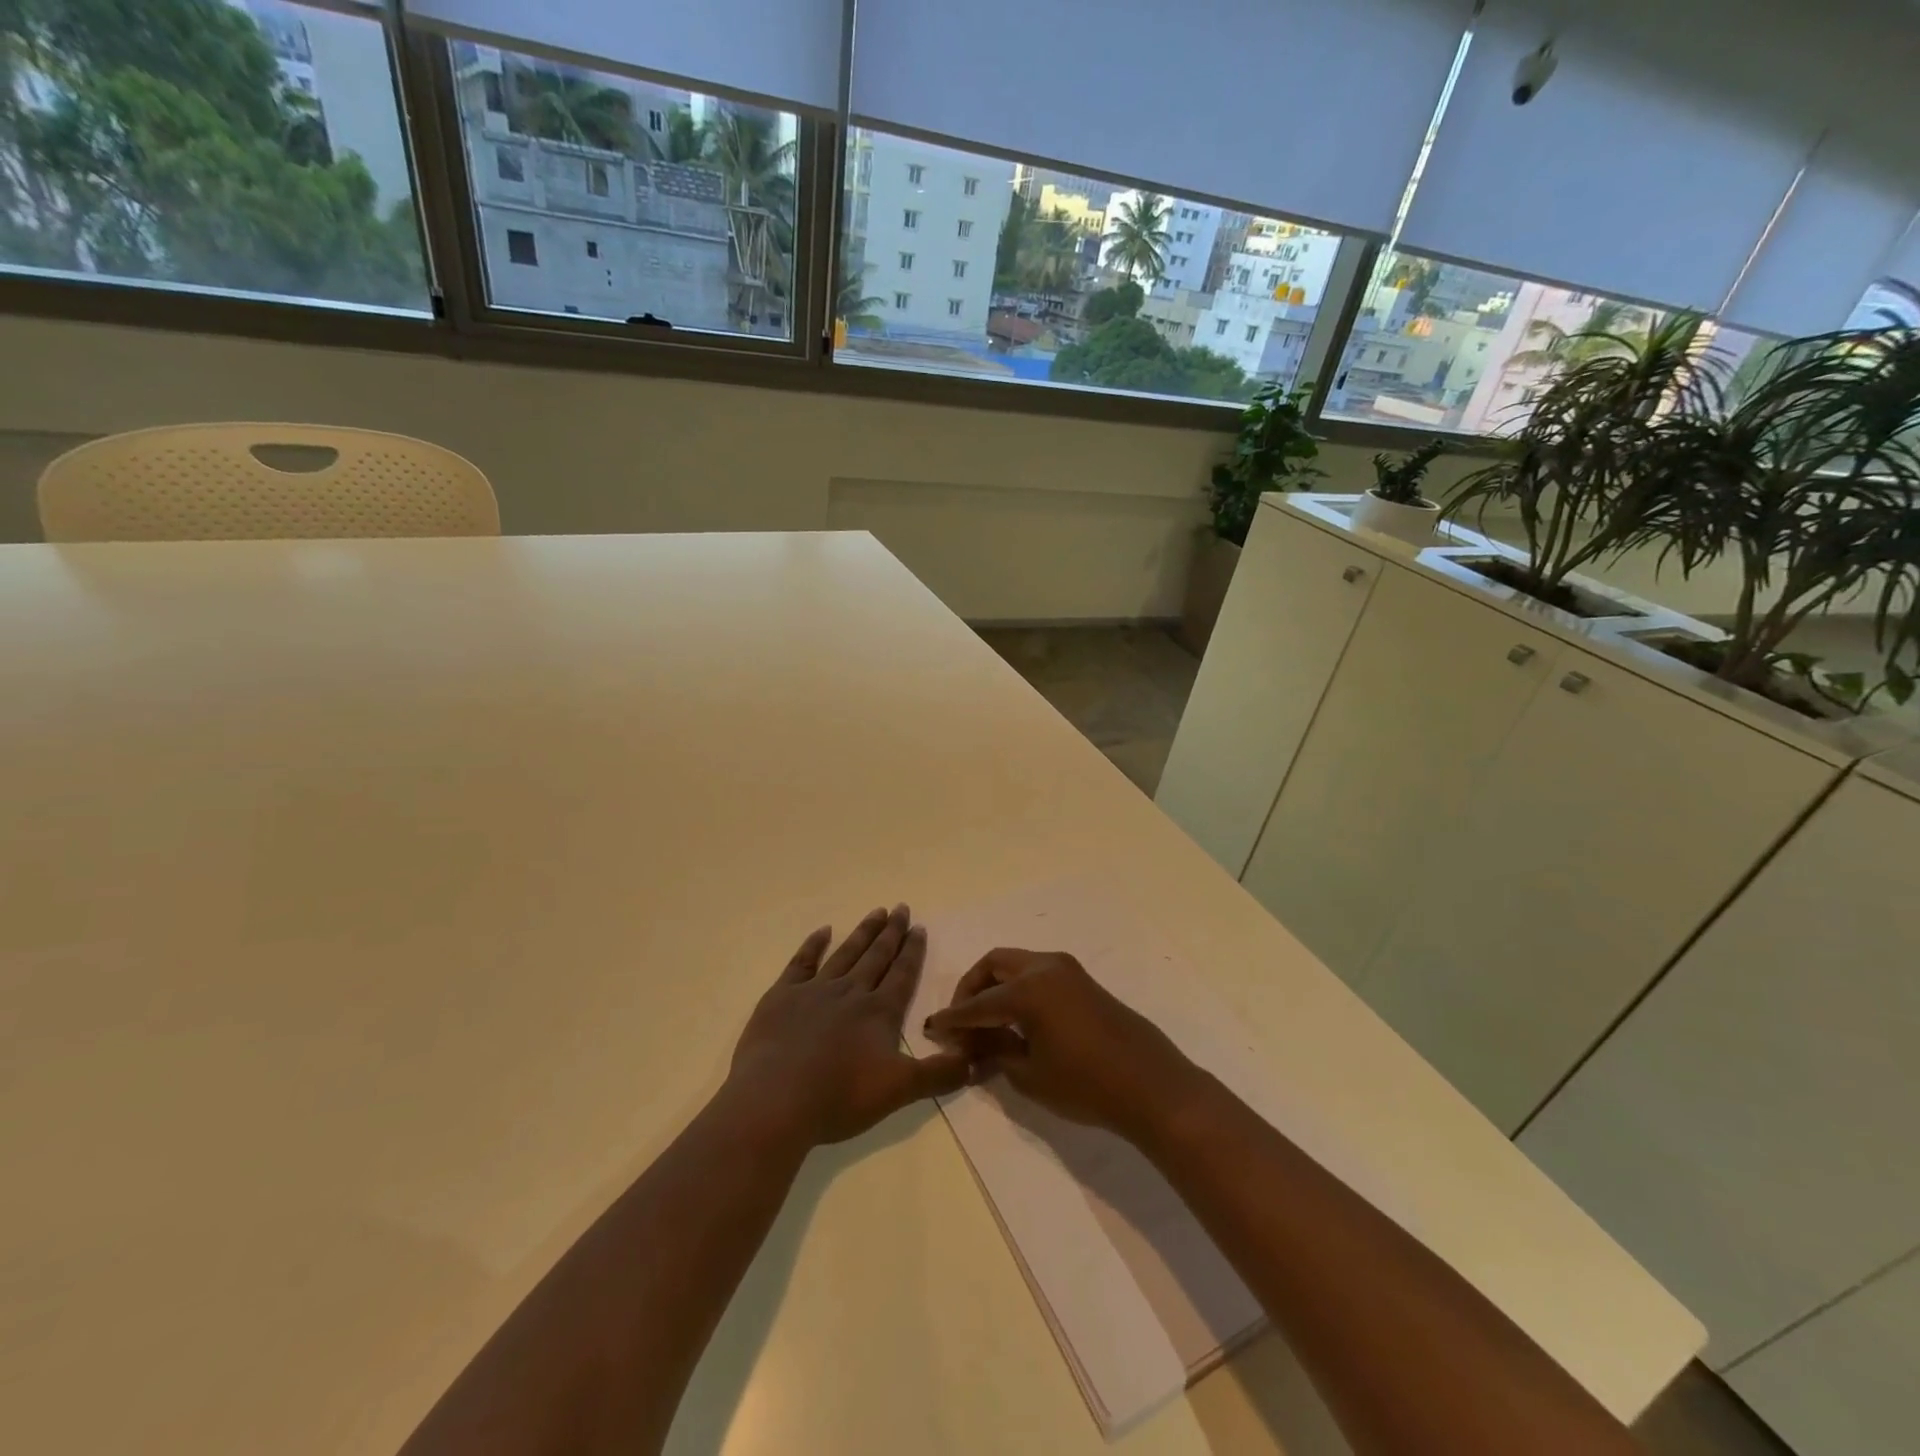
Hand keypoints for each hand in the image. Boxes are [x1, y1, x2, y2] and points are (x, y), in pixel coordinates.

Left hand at [728, 906, 969, 1145]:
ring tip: (876, 912)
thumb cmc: (839, 1097)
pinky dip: (813, 945)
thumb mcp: (899, 1091)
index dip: (912, 951)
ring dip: (863, 933)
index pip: (902, 974)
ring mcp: (814, 990)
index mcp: (879, 1012)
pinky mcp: (782, 997)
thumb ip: (939, 1075)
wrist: (775, 1100)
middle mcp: (851, 992)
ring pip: (846, 953)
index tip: (919, 927)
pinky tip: (823, 931)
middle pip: (876, 956)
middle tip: (901, 908)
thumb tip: (974, 1060)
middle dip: (892, 932)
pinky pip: (802, 962)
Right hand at [923, 949, 1204, 1138]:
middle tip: (960, 1021)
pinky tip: (1015, 1020)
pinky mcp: (1082, 980)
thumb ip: (995, 1053)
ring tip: (986, 1023)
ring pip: (1016, 965)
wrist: (1152, 1086)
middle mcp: (1045, 967)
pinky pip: (1037, 974)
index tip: (932, 1031)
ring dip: (995, 986)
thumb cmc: (1086, 1085)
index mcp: (1028, 989)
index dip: (953, 1019)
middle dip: (971, 988)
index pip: (978, 1003)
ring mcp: (1067, 970)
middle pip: (994, 965)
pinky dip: (1018, 988)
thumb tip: (972, 1046)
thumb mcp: (1030, 1075)